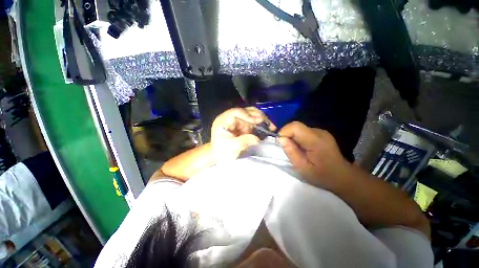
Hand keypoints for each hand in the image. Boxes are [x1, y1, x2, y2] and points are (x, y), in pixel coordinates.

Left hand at [211, 107, 275, 163]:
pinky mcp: (242, 127)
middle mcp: (230, 118)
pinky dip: (260, 126)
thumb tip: (258, 138)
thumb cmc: (221, 152)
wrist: (220, 158)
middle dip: (258, 116)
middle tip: (269, 123)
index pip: (236, 112)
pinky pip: (253, 123)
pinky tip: (266, 129)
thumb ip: (244, 141)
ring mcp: (237, 122)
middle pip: (245, 111)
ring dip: (261, 120)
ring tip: (271, 126)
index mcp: (223, 120)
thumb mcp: (231, 147)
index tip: (258, 121)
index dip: (248, 115)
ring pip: (251, 116)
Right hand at [278, 122, 349, 188]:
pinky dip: (297, 137)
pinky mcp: (321, 133)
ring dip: (292, 136)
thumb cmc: (322, 175)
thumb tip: (281, 139)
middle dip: (286, 134)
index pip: (295, 127)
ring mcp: (321, 132)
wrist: (342, 176)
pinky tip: (301, 147)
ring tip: (293, 149)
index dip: (284, 132)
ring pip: (299, 128)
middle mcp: (319, 132)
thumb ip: (291, 152)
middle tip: (285, 147)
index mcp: (315, 141)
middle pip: (296, 126)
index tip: (280, 143)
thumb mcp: (302, 168)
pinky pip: (304, 131)